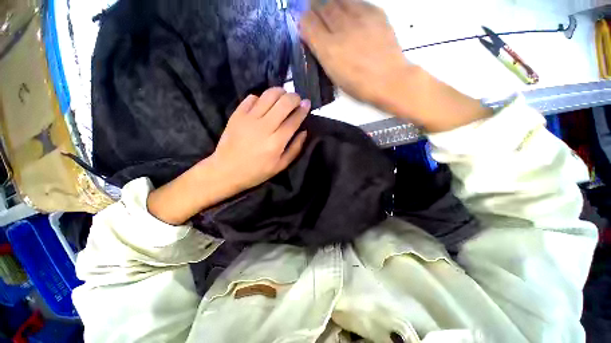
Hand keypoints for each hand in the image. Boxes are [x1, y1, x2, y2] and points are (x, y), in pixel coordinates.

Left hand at [210, 87, 309, 191]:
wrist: (226, 170)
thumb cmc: (256, 171)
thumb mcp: (280, 166)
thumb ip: (295, 148)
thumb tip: (304, 131)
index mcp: (276, 142)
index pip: (293, 120)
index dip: (303, 110)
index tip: (307, 103)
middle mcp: (264, 127)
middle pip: (283, 103)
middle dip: (294, 97)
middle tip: (297, 99)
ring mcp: (249, 119)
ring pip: (268, 95)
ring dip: (280, 92)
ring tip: (283, 96)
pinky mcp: (237, 114)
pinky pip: (252, 97)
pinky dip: (262, 97)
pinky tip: (264, 104)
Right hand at [300, 0, 409, 105]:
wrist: (388, 79)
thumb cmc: (358, 85)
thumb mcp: (334, 75)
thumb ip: (322, 54)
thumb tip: (313, 38)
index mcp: (329, 50)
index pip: (309, 23)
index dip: (304, 20)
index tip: (304, 22)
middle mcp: (341, 29)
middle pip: (322, 7)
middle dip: (315, 7)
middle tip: (314, 10)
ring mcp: (359, 18)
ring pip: (338, 0)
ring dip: (330, 3)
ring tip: (331, 10)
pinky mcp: (375, 13)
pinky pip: (357, 1)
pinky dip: (349, 4)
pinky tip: (349, 12)